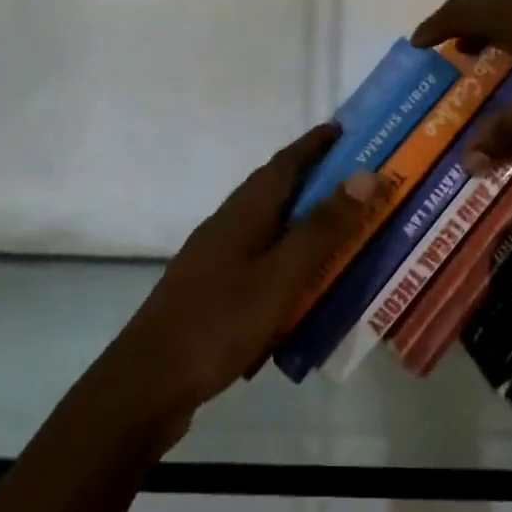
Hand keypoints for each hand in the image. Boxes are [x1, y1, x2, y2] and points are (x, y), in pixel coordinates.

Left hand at [104, 124, 375, 423]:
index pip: (284, 164)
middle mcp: (227, 227)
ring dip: (302, 223)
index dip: (314, 144)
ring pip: (268, 229)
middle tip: (357, 183)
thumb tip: (364, 174)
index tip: (343, 129)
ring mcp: (215, 260)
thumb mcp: (280, 276)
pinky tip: (304, 287)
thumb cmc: (218, 322)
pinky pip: (260, 263)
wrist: (148, 383)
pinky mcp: (212, 292)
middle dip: (313, 180)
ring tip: (340, 231)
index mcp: (243, 214)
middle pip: (274, 192)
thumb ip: (322, 229)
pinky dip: (287, 262)